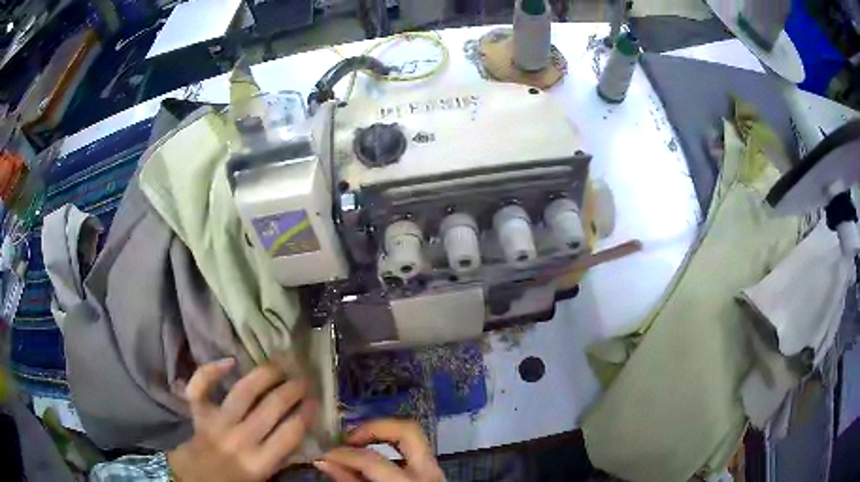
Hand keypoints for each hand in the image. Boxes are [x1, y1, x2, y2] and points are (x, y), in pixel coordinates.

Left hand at [167, 359, 316, 481]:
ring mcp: (217, 422)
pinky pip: (201, 386)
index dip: (305, 413)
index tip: (315, 401)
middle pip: (271, 407)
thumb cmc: (235, 478)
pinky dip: (211, 370)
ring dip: (265, 375)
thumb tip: (300, 427)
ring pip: (243, 392)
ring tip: (279, 365)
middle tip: (303, 379)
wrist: (198, 476)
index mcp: (259, 461)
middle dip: (292, 390)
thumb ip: (281, 455)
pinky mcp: (198, 411)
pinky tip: (230, 361)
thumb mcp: (265, 474)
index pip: (290, 433)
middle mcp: (240, 439)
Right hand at [313, 419, 443, 481]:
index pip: (374, 461)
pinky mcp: (432, 472)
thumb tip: (323, 460)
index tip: (324, 454)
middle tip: (347, 438)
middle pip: (407, 431)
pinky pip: (411, 449)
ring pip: (412, 436)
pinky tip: (369, 456)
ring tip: (354, 443)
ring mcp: (435, 470)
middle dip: (373, 427)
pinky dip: (388, 446)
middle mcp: (429, 473)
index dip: (344, 454)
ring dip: (381, 434)